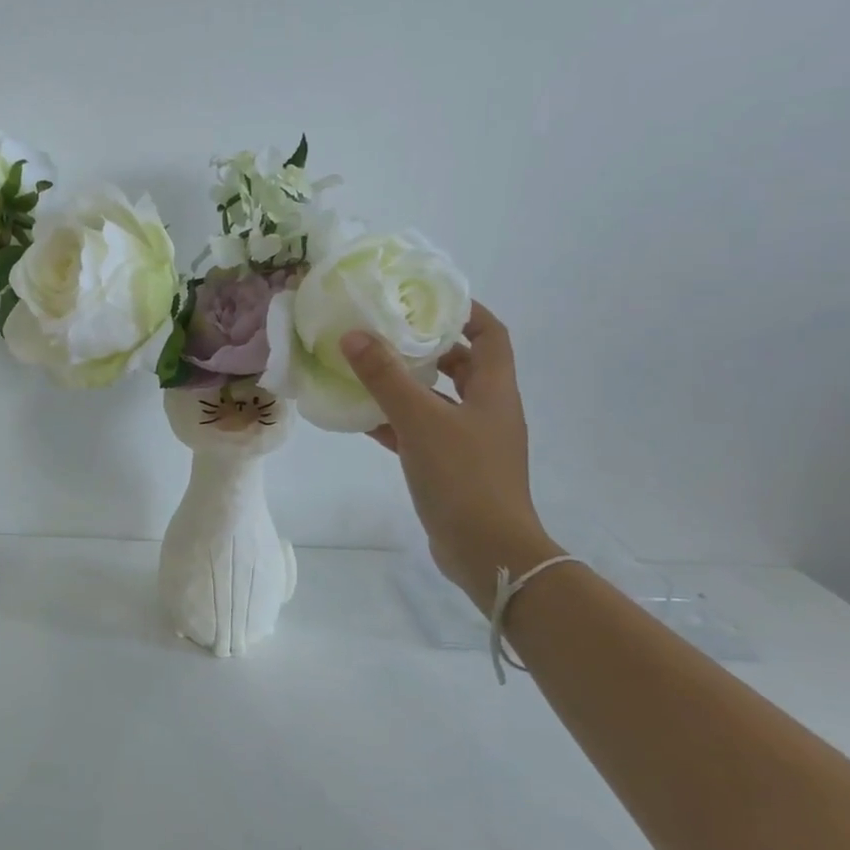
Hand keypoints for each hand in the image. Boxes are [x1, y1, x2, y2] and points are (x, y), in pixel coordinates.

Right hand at [341, 303, 557, 614]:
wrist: (487, 550)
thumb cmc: (463, 476)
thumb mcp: (421, 420)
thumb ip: (386, 377)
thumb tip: (355, 335)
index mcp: (494, 391)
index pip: (491, 335)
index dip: (466, 312)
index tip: (428, 299)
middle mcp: (487, 411)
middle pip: (463, 365)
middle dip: (428, 347)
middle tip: (387, 332)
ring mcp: (470, 441)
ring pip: (438, 400)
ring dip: (407, 385)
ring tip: (367, 369)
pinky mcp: (451, 467)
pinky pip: (421, 432)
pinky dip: (396, 421)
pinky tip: (362, 418)